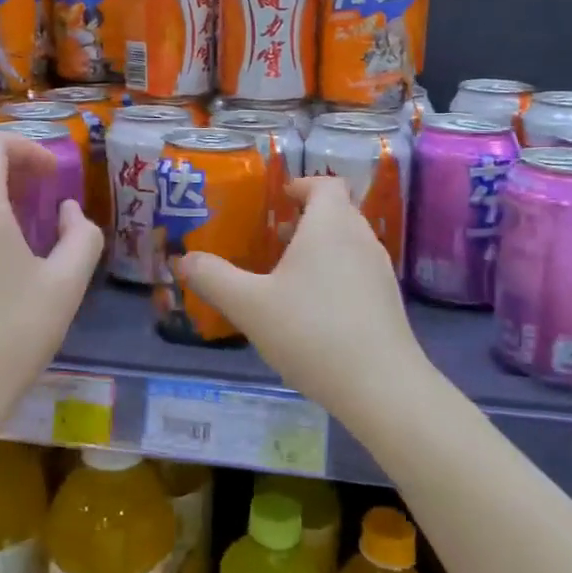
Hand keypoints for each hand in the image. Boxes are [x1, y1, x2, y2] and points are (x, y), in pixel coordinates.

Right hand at [179, 176, 424, 416]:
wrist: (381, 387)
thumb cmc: (311, 332)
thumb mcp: (249, 305)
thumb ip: (213, 278)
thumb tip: (183, 260)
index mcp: (330, 225)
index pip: (325, 185)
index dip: (301, 185)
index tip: (278, 199)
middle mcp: (361, 239)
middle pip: (337, 211)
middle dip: (306, 218)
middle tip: (272, 237)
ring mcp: (379, 271)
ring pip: (348, 242)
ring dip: (320, 247)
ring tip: (287, 274)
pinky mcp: (388, 302)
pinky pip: (358, 270)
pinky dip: (335, 273)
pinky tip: (313, 309)